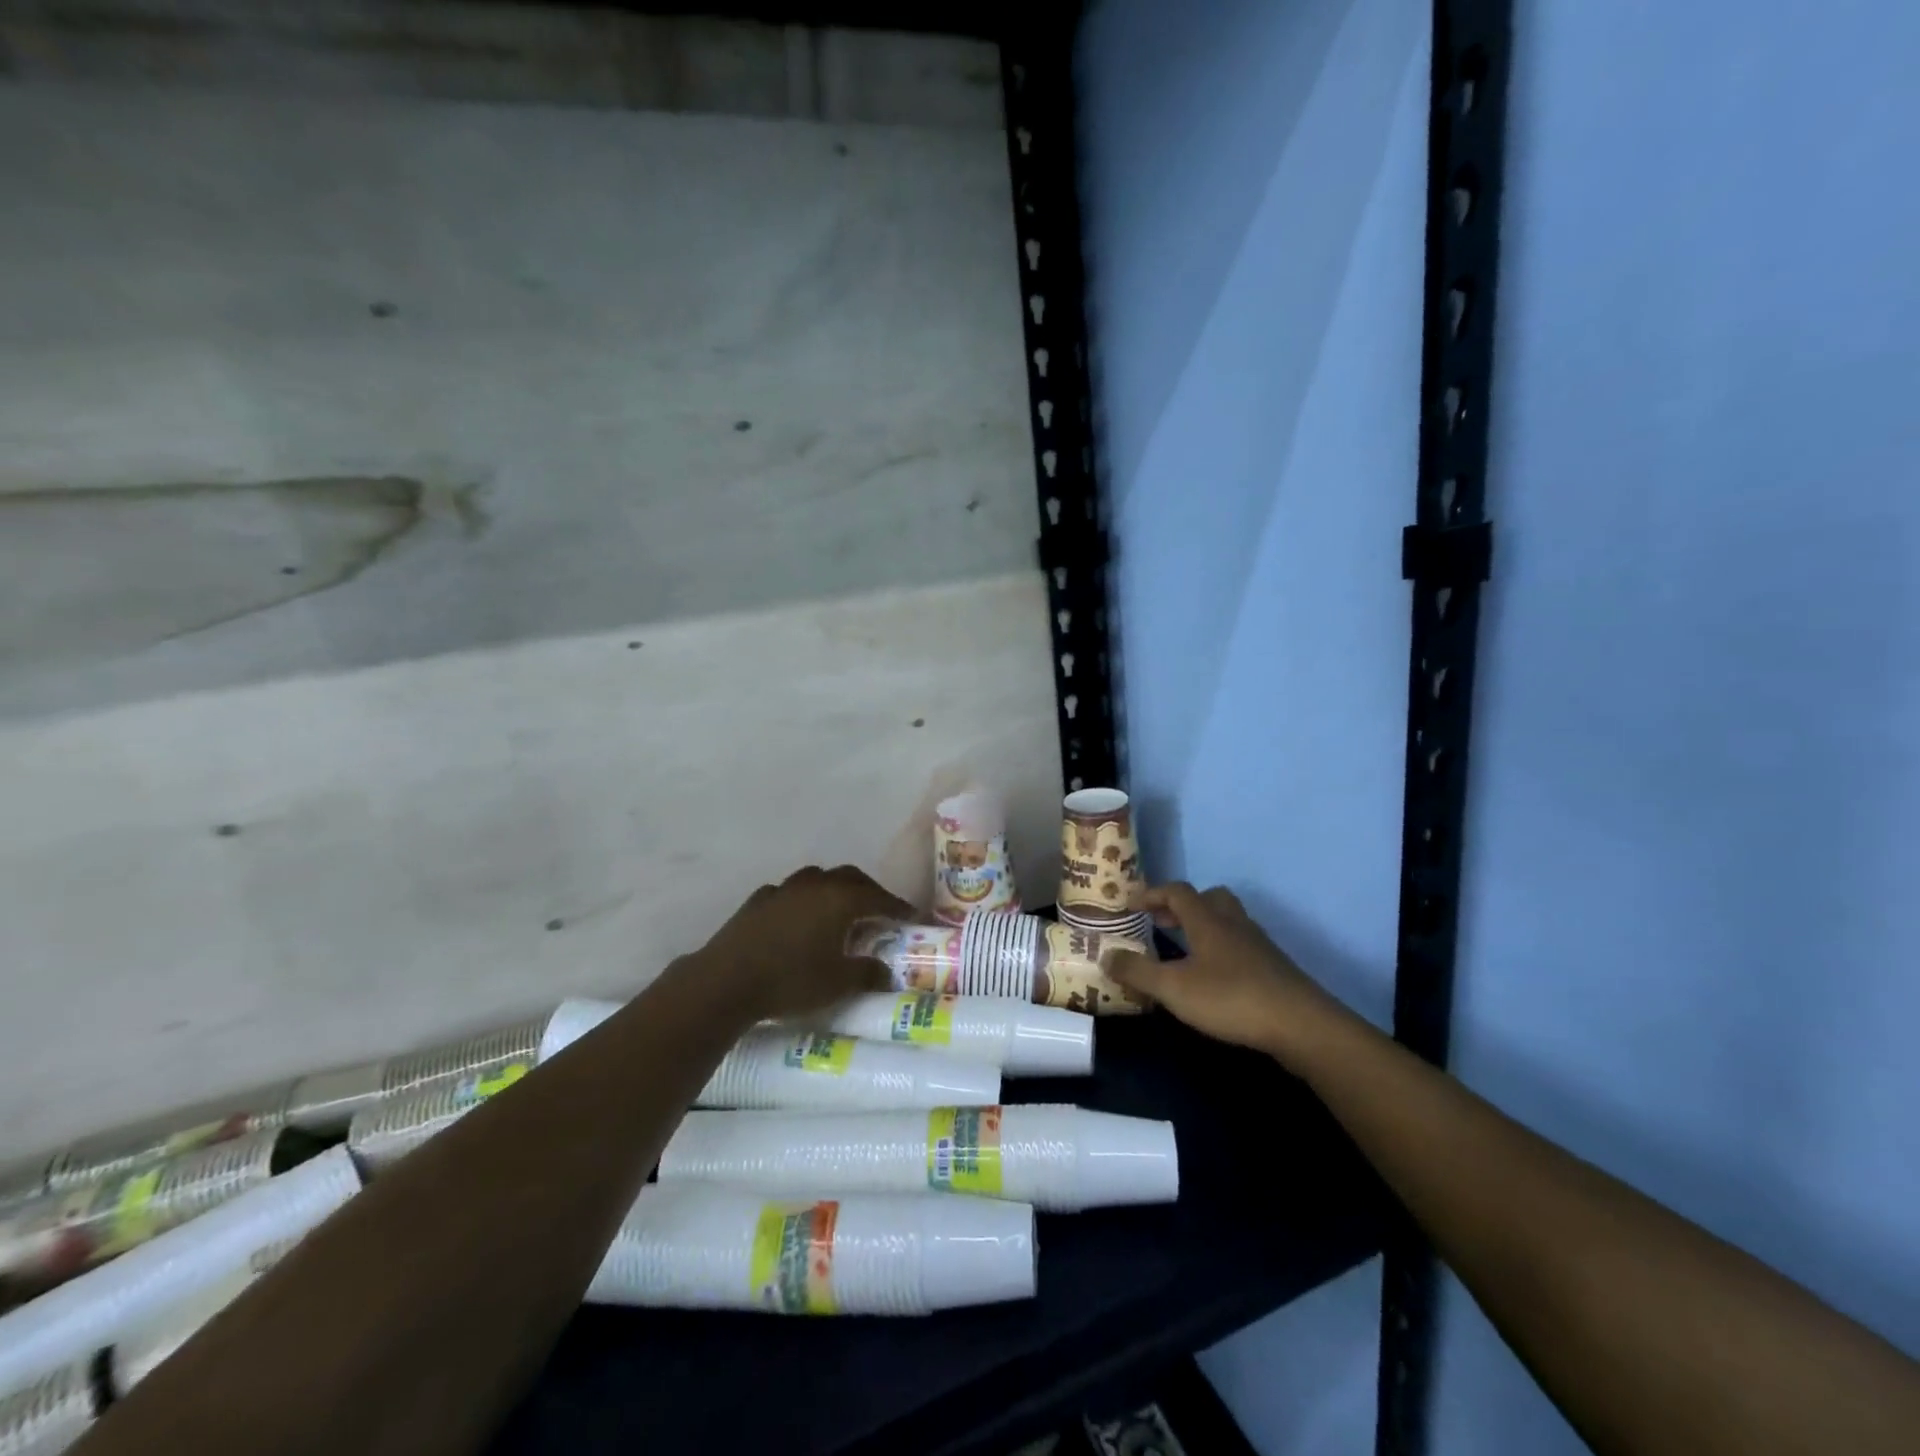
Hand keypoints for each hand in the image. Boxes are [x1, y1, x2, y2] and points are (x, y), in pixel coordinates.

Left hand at [697, 865, 912, 1020]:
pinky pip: (789, 893)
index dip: (896, 906)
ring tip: (839, 909)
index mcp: (840, 899)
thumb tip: (886, 971)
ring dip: (833, 889)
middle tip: (879, 909)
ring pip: (817, 878)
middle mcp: (814, 885)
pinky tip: (798, 918)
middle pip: (849, 878)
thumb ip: (867, 973)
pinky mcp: (757, 901)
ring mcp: (783, 889)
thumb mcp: (838, 984)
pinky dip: (802, 901)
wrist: (726, 981)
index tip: (911, 916)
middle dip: (868, 891)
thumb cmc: (791, 980)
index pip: (878, 897)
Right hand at [1105, 883, 1341, 1062]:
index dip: (1153, 893)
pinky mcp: (1274, 968)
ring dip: (1205, 926)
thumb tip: (1105, 955)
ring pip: (1228, 921)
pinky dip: (1222, 949)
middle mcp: (1233, 924)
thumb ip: (1138, 972)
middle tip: (1162, 922)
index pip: (1177, 891)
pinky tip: (1215, 977)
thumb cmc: (1230, 998)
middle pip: (1209, 898)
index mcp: (1207, 920)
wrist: (1301, 1025)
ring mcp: (1258, 945)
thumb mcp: (1174, 988)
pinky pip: (1241, 944)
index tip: (1131, 905)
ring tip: (1186, 950)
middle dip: (1183, 906)